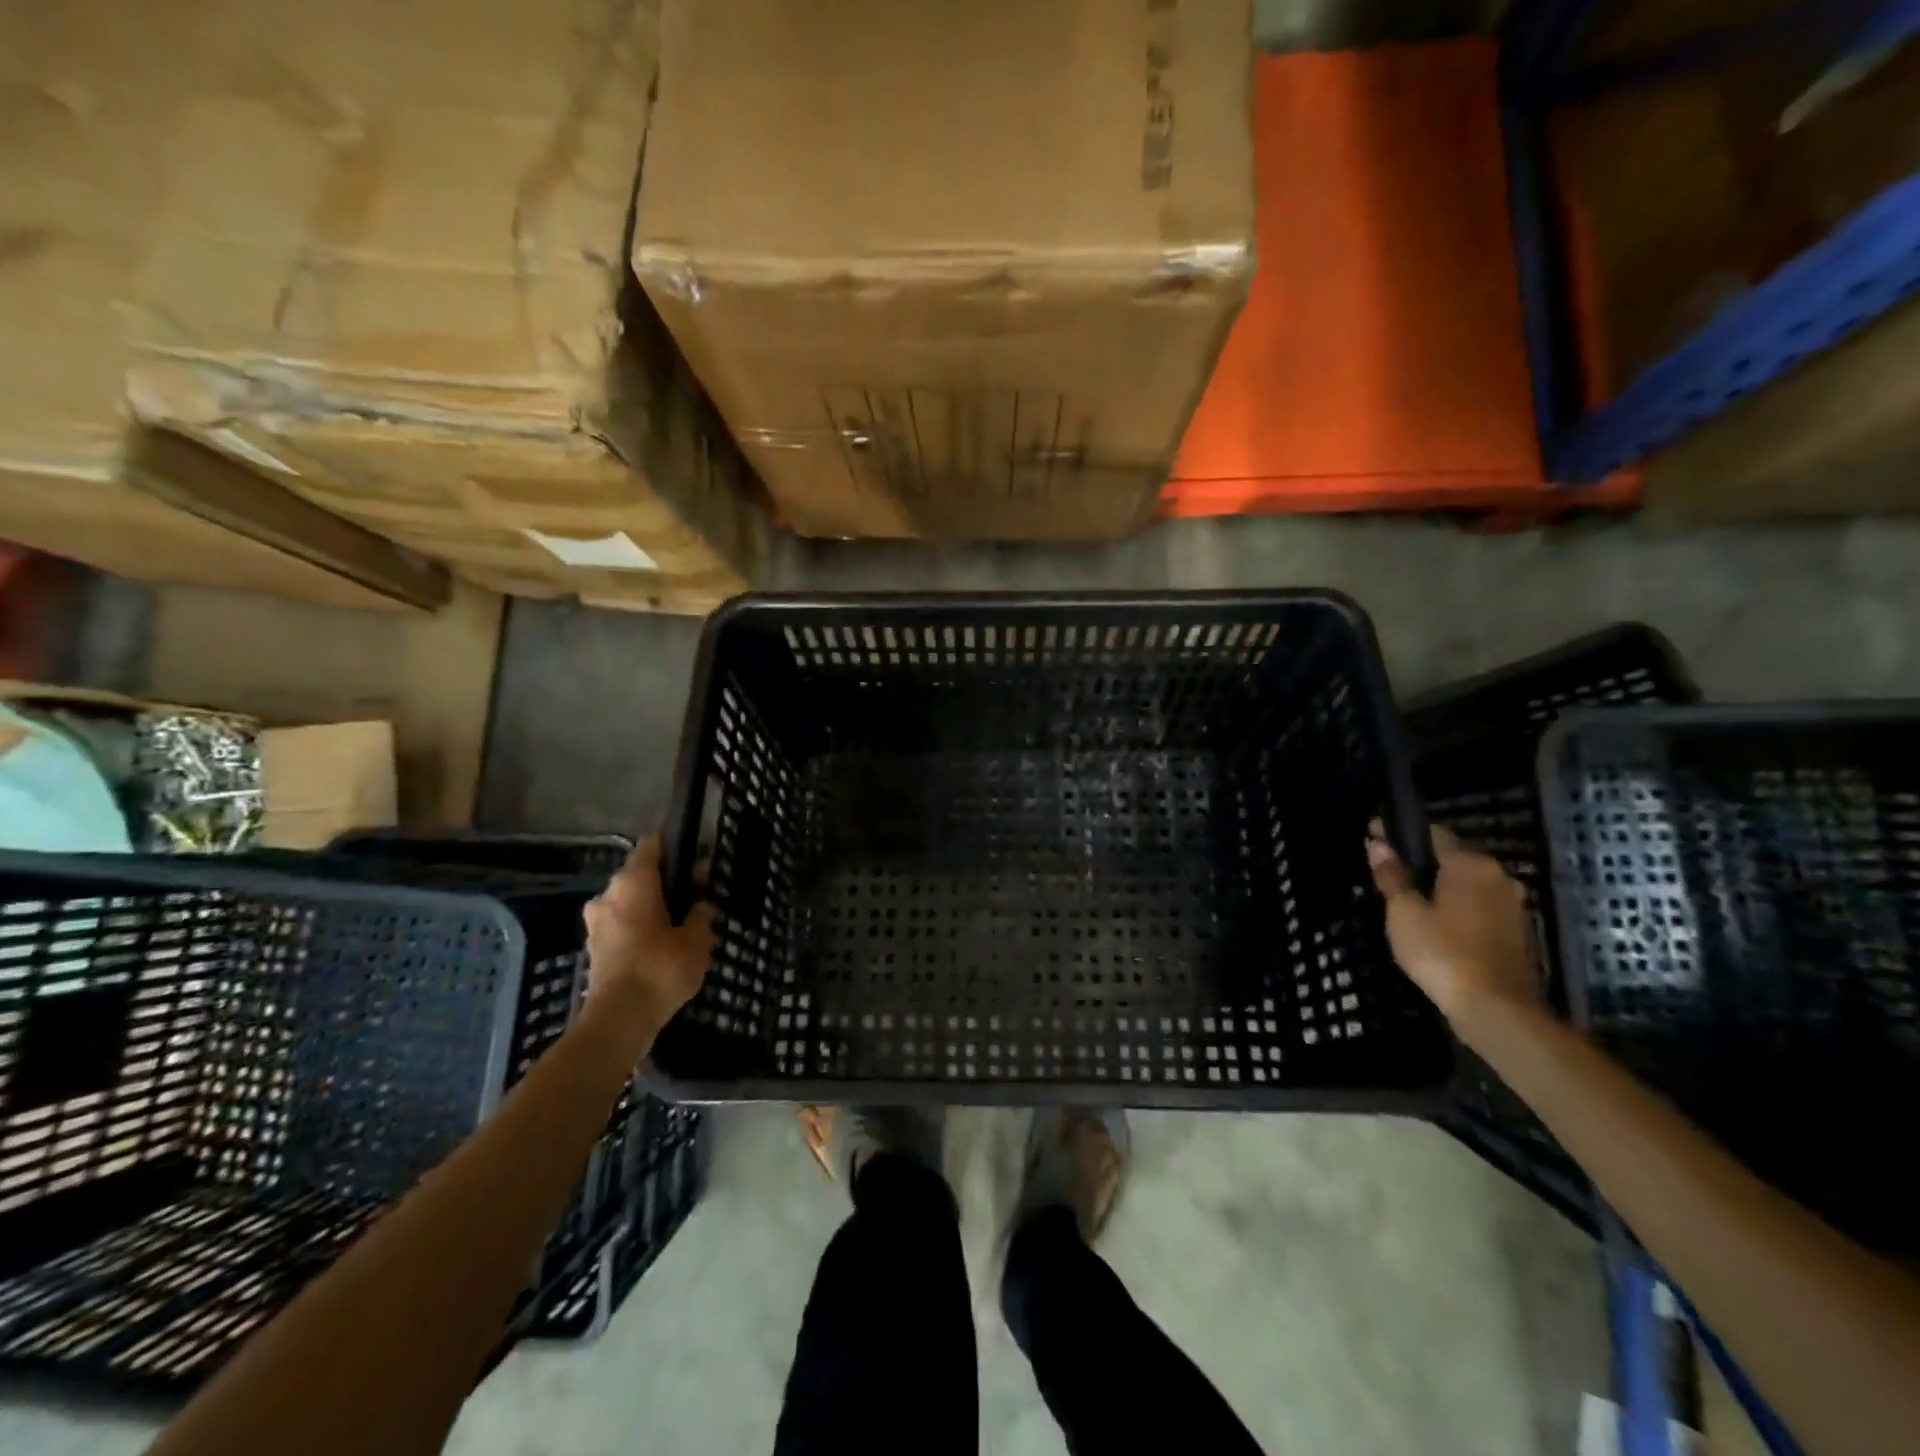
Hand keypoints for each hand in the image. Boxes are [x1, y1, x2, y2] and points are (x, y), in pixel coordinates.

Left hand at [582, 835, 716, 1040]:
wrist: (619, 1019)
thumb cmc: (660, 968)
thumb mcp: (697, 940)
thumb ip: (701, 915)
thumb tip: (701, 904)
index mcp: (633, 882)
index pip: (651, 845)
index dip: (672, 843)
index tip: (693, 850)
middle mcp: (609, 895)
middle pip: (638, 874)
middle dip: (663, 879)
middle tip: (693, 890)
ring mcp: (597, 923)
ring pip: (627, 901)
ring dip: (648, 905)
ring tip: (677, 919)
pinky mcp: (595, 948)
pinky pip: (620, 924)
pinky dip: (638, 927)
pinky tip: (659, 942)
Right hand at [1366, 823, 1539, 1026]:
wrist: (1496, 1010)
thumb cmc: (1442, 953)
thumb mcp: (1404, 912)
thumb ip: (1391, 875)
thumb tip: (1376, 843)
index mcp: (1470, 864)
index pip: (1431, 832)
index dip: (1399, 832)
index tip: (1372, 836)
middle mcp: (1497, 875)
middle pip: (1451, 857)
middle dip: (1419, 861)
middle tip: (1386, 872)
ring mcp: (1512, 904)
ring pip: (1465, 883)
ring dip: (1438, 886)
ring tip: (1407, 900)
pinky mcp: (1516, 930)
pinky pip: (1478, 905)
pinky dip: (1455, 907)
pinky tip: (1434, 924)